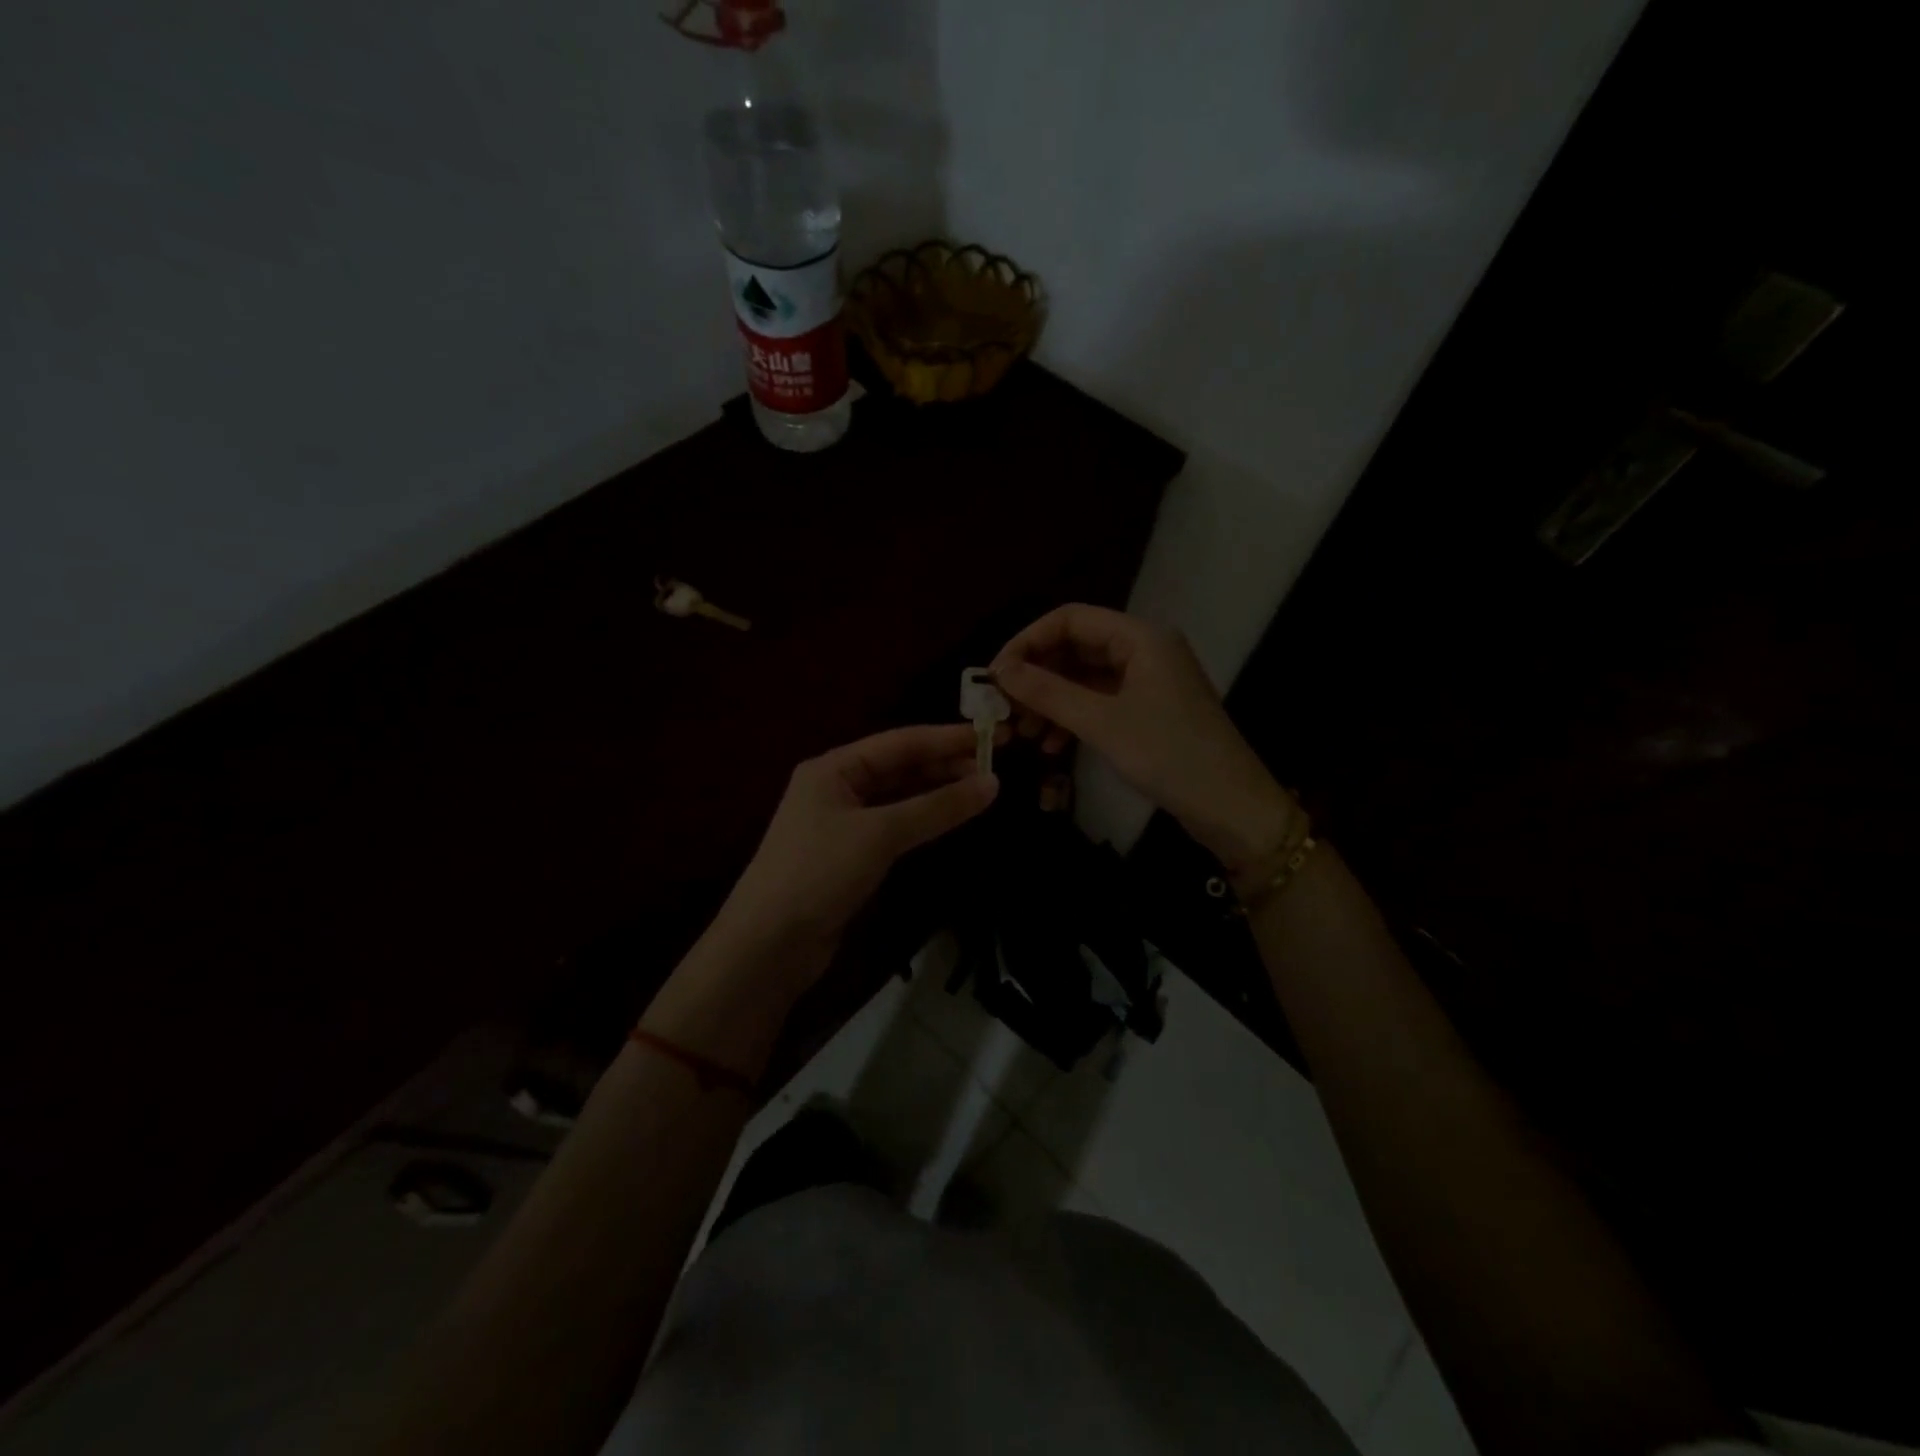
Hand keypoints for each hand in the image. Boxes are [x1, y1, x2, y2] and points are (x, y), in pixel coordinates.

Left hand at [716, 722, 996, 972]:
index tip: (992, 735)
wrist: (768, 944)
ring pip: (899, 797)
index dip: (947, 738)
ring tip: (981, 789)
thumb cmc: (819, 873)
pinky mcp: (849, 855)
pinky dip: (922, 820)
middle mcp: (836, 787)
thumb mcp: (880, 834)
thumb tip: (993, 784)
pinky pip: (894, 825)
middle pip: (899, 767)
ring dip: (936, 792)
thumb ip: (937, 808)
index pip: (900, 742)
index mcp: (833, 767)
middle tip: (994, 766)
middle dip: (944, 764)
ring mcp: (842, 822)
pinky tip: (949, 819)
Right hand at [991, 604, 1295, 872]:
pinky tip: (1052, 747)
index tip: (995, 676)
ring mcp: (1147, 681)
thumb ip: (1049, 693)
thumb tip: (1000, 671)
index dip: (1027, 642)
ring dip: (1050, 702)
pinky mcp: (1148, 711)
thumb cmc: (1169, 756)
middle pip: (1074, 648)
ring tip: (1022, 733)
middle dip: (1036, 677)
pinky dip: (1072, 719)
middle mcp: (1143, 650)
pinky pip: (1099, 703)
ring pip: (1084, 679)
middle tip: (1004, 708)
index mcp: (1140, 637)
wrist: (1231, 807)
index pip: (1069, 619)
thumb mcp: (1102, 723)